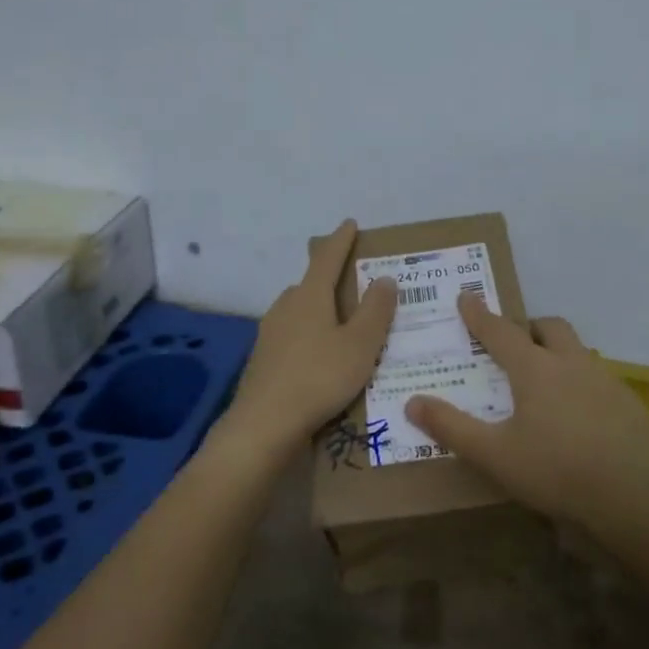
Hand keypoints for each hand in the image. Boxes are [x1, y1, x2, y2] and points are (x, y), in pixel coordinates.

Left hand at [226, 219, 396, 454]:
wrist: (264, 425)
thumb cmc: (319, 378)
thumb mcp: (360, 345)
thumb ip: (375, 310)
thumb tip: (385, 277)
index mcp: (310, 297)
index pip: (327, 259)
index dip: (341, 240)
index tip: (350, 224)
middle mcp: (285, 307)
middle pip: (309, 284)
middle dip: (329, 280)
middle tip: (353, 285)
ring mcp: (269, 334)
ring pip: (298, 311)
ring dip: (318, 310)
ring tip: (340, 324)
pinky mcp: (263, 360)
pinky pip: (291, 336)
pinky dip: (308, 336)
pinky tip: (318, 357)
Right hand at [405, 295, 648, 531]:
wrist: (632, 499)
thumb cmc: (555, 472)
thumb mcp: (494, 455)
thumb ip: (451, 427)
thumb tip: (412, 403)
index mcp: (535, 370)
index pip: (500, 331)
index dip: (479, 314)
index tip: (466, 296)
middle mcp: (571, 363)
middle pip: (549, 327)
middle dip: (528, 327)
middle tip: (514, 344)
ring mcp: (606, 380)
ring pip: (578, 351)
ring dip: (558, 354)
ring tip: (546, 383)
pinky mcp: (629, 402)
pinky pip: (600, 379)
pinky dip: (582, 384)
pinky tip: (581, 417)